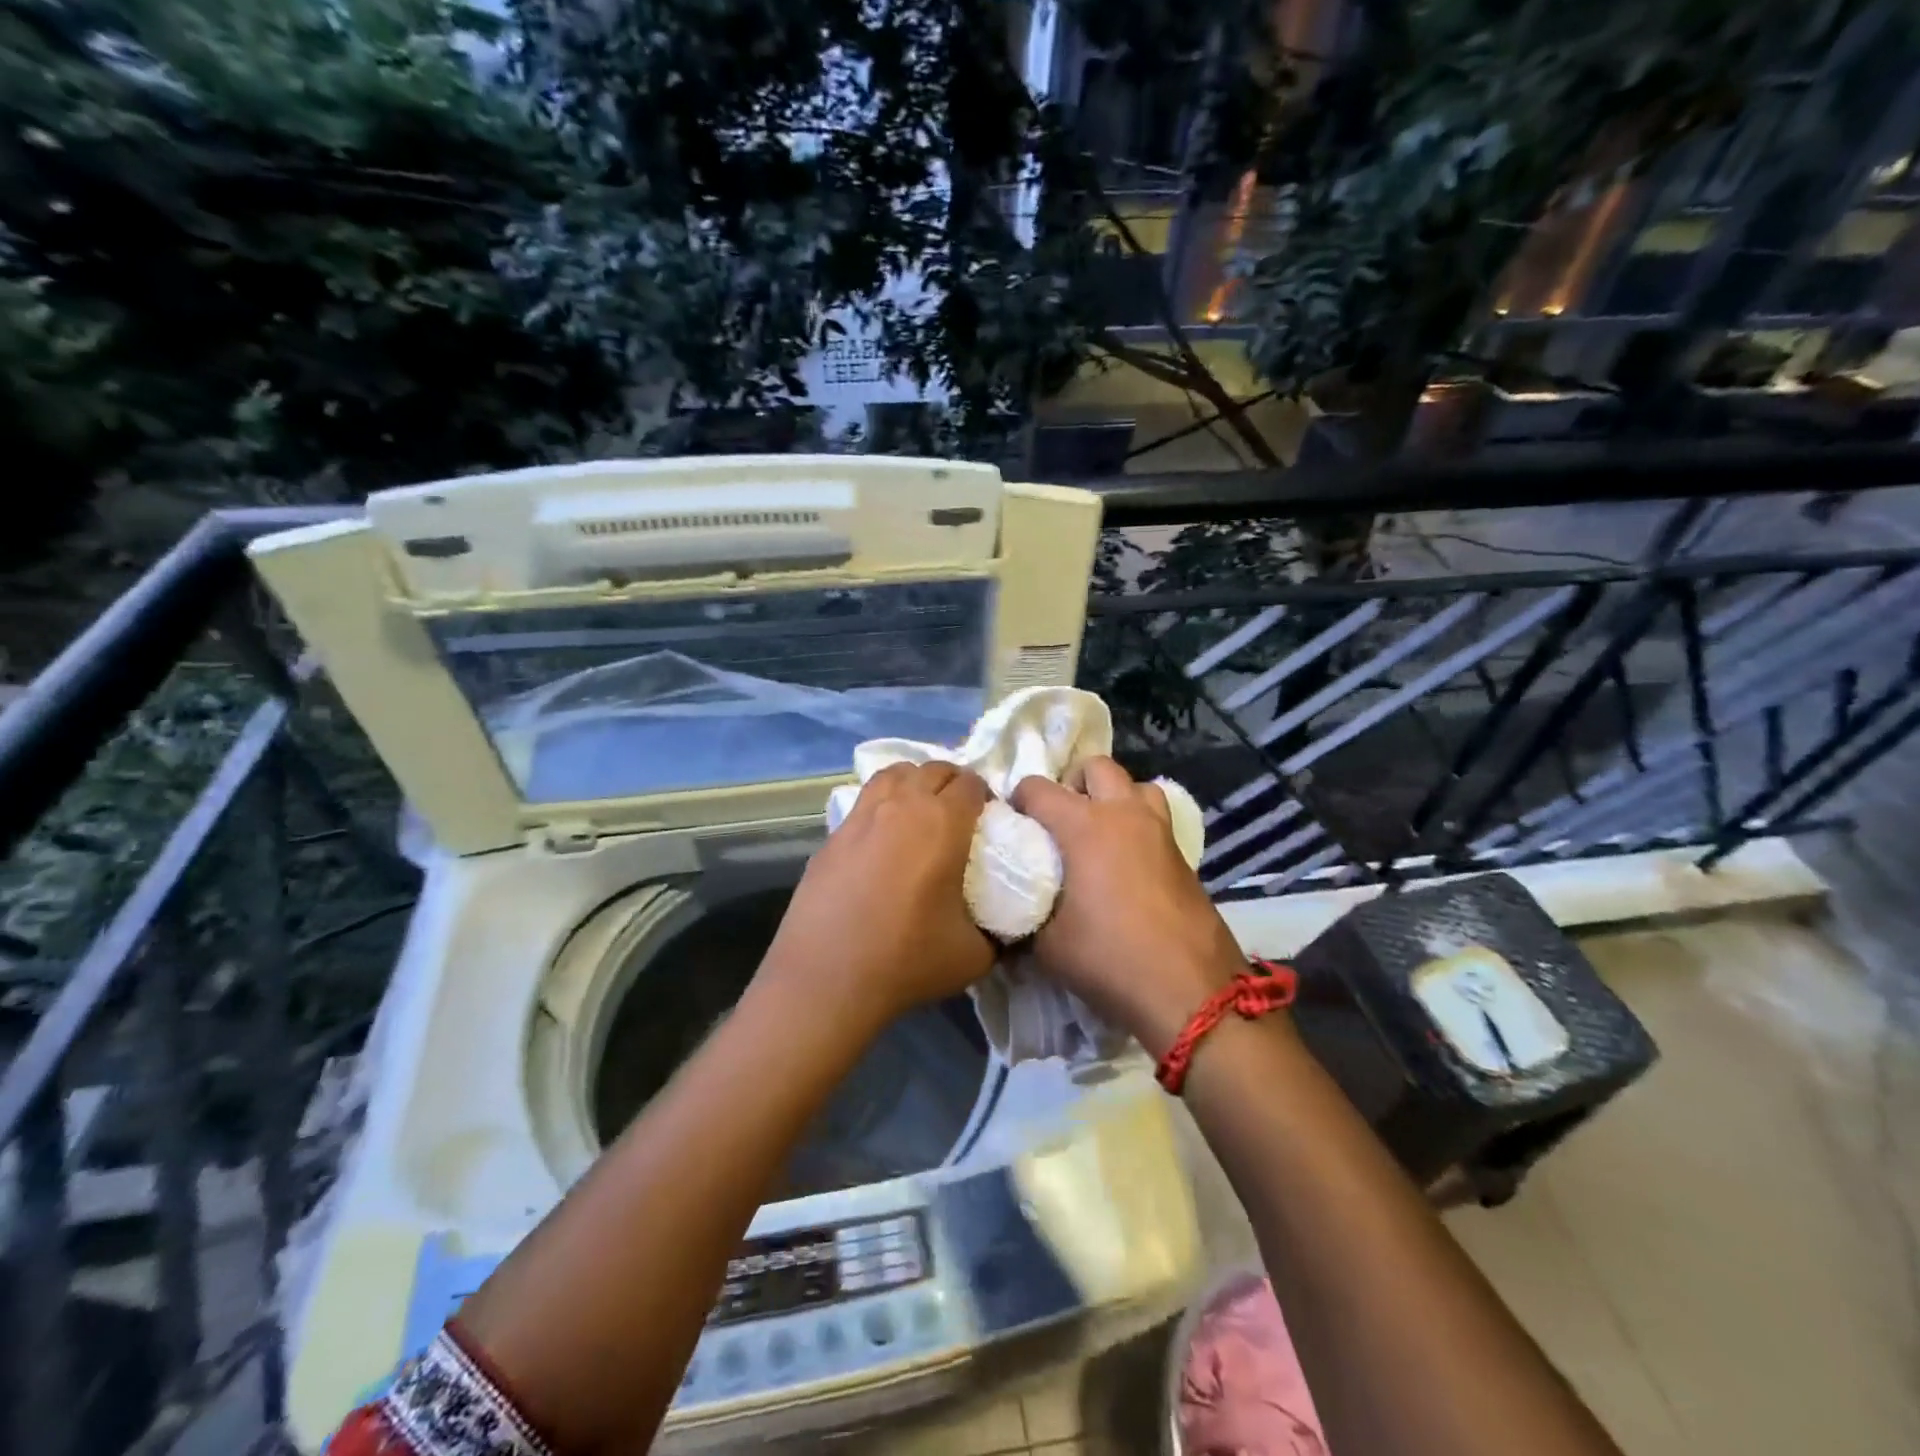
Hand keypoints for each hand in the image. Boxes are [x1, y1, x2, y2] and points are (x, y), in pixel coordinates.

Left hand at [762, 762, 994, 1025]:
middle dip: (953, 783)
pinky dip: (882, 804)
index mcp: (943, 823)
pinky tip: (883, 837)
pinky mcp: (832, 836)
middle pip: (933, 770)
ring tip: (921, 809)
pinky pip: (864, 802)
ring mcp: (861, 817)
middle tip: (961, 813)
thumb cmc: (907, 960)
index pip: (972, 783)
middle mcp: (901, 806)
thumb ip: (998, 932)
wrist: (827, 979)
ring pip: (893, 774)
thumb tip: (1004, 927)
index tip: (989, 820)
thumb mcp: (975, 954)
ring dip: (915, 782)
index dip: (986, 796)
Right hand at [1012, 758, 1246, 1056]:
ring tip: (1100, 834)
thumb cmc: (1109, 958)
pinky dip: (1138, 827)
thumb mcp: (1047, 944)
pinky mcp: (1184, 855)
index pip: (1038, 788)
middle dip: (1073, 784)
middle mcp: (1124, 814)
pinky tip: (1127, 866)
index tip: (1013, 826)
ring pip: (1136, 786)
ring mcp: (1160, 831)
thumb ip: (1026, 912)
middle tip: (1061, 821)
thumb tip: (1014, 907)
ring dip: (1115, 798)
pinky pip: (1156, 820)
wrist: (1189, 990)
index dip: (1018, 801)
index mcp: (1084, 825)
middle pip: (1096, 767)